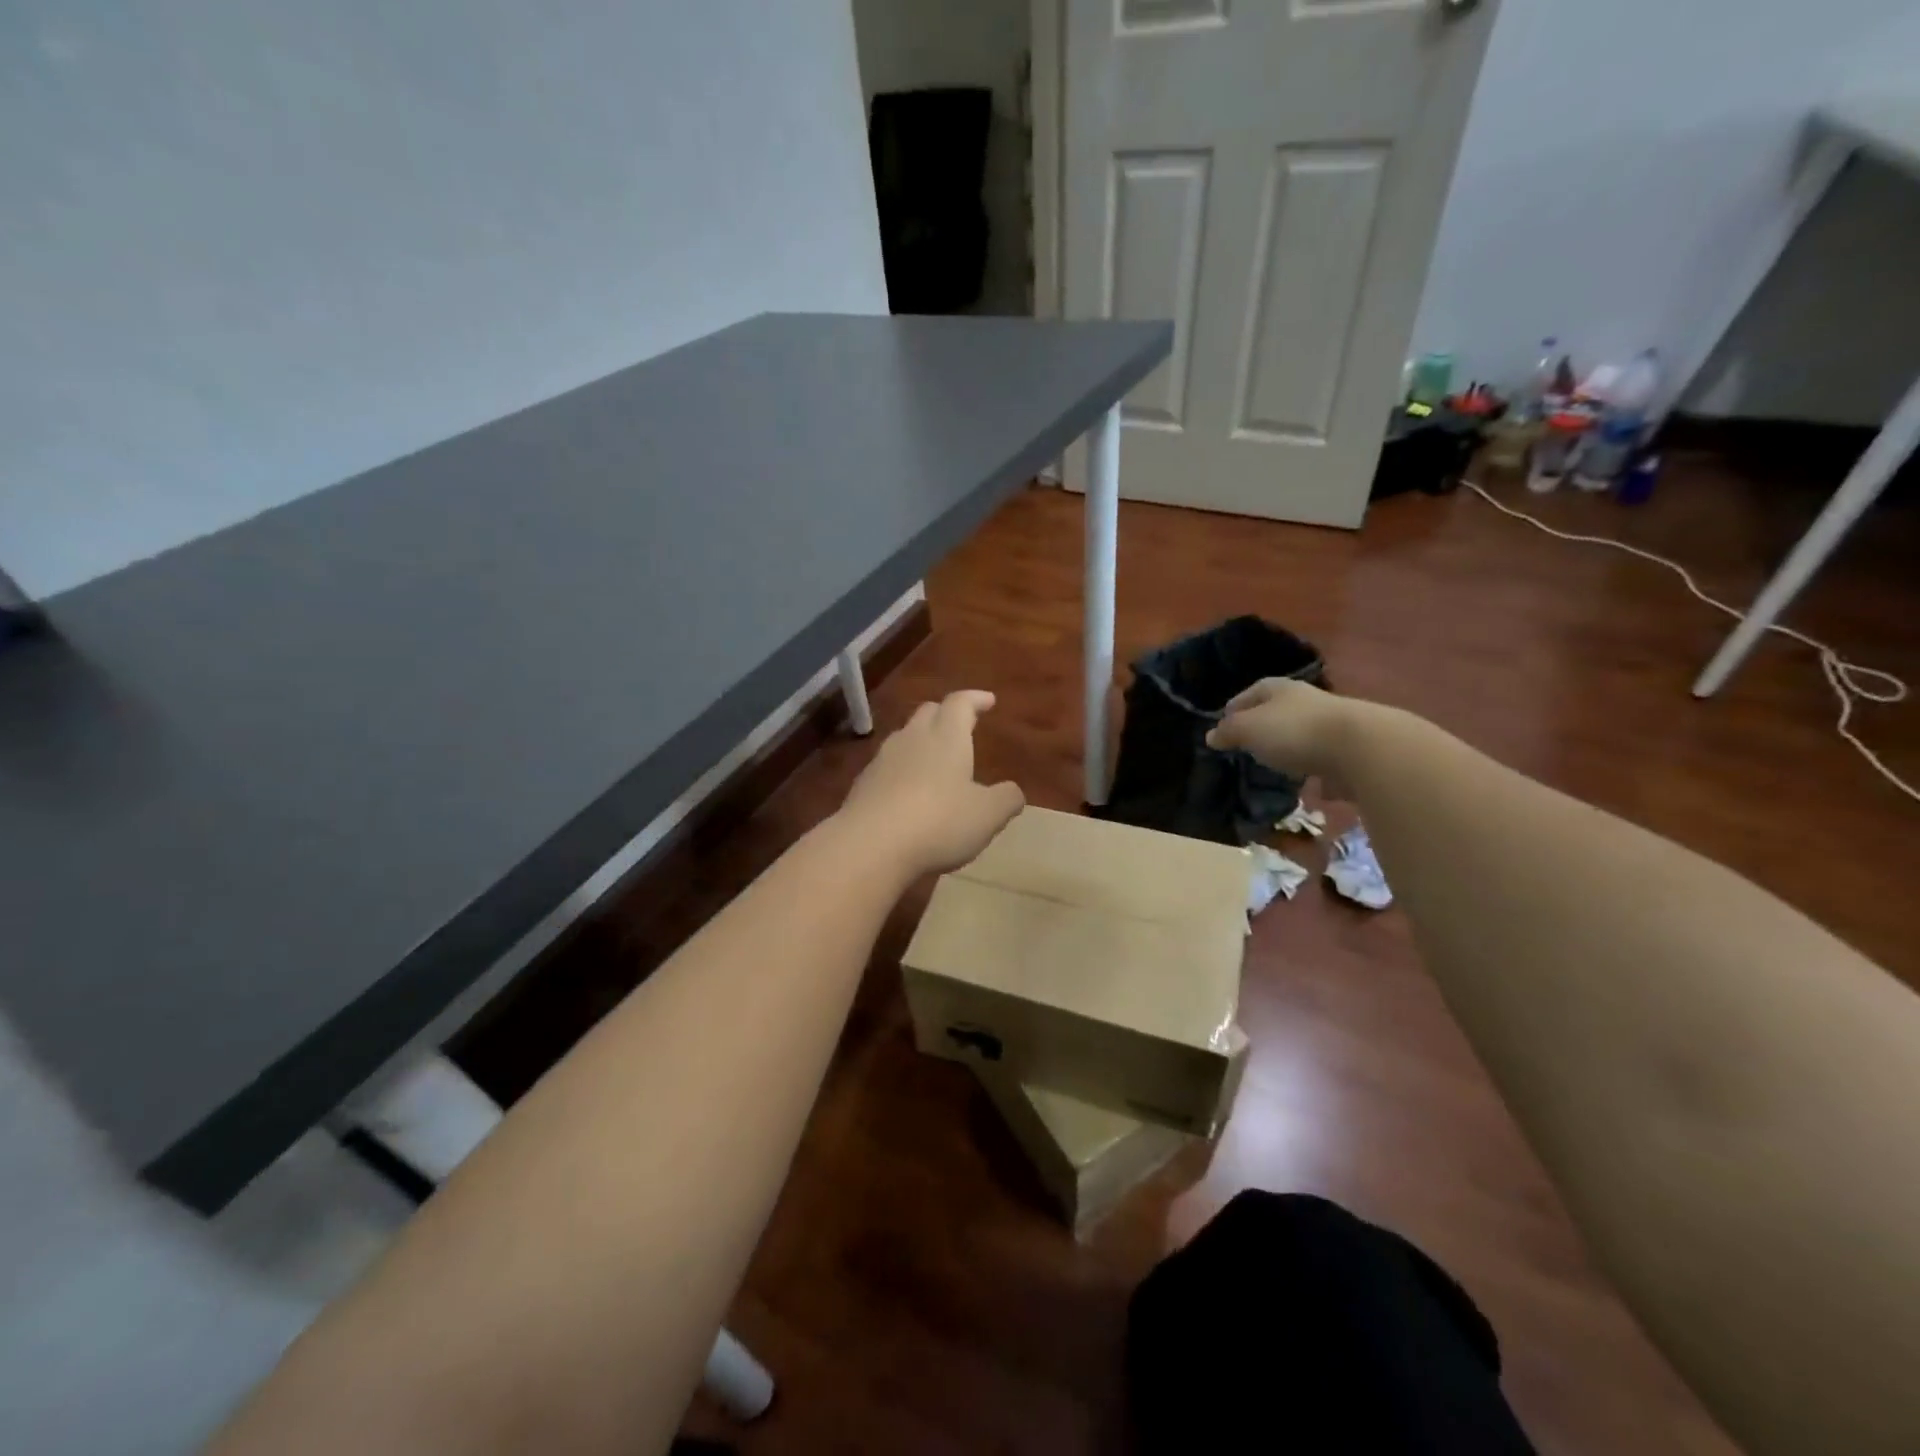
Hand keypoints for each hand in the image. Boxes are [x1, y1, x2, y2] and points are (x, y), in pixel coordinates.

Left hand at [837, 690, 1025, 875]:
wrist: (869, 845)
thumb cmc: (938, 822)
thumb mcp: (987, 815)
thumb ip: (1006, 800)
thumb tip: (1014, 792)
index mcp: (946, 737)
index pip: (960, 703)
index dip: (975, 699)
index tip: (988, 701)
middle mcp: (912, 739)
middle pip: (928, 712)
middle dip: (946, 714)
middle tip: (961, 725)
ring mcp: (882, 760)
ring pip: (904, 738)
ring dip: (921, 742)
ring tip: (936, 760)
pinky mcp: (862, 785)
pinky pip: (887, 767)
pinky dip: (902, 771)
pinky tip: (908, 792)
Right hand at [1205, 678, 1357, 782]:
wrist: (1362, 748)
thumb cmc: (1294, 731)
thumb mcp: (1248, 729)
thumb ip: (1228, 732)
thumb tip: (1211, 736)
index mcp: (1279, 689)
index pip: (1250, 693)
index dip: (1234, 709)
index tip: (1223, 728)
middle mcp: (1306, 699)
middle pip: (1277, 712)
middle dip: (1263, 728)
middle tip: (1247, 748)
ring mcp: (1331, 723)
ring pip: (1301, 734)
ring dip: (1290, 748)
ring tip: (1276, 767)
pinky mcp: (1350, 749)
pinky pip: (1324, 758)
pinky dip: (1315, 768)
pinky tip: (1308, 783)